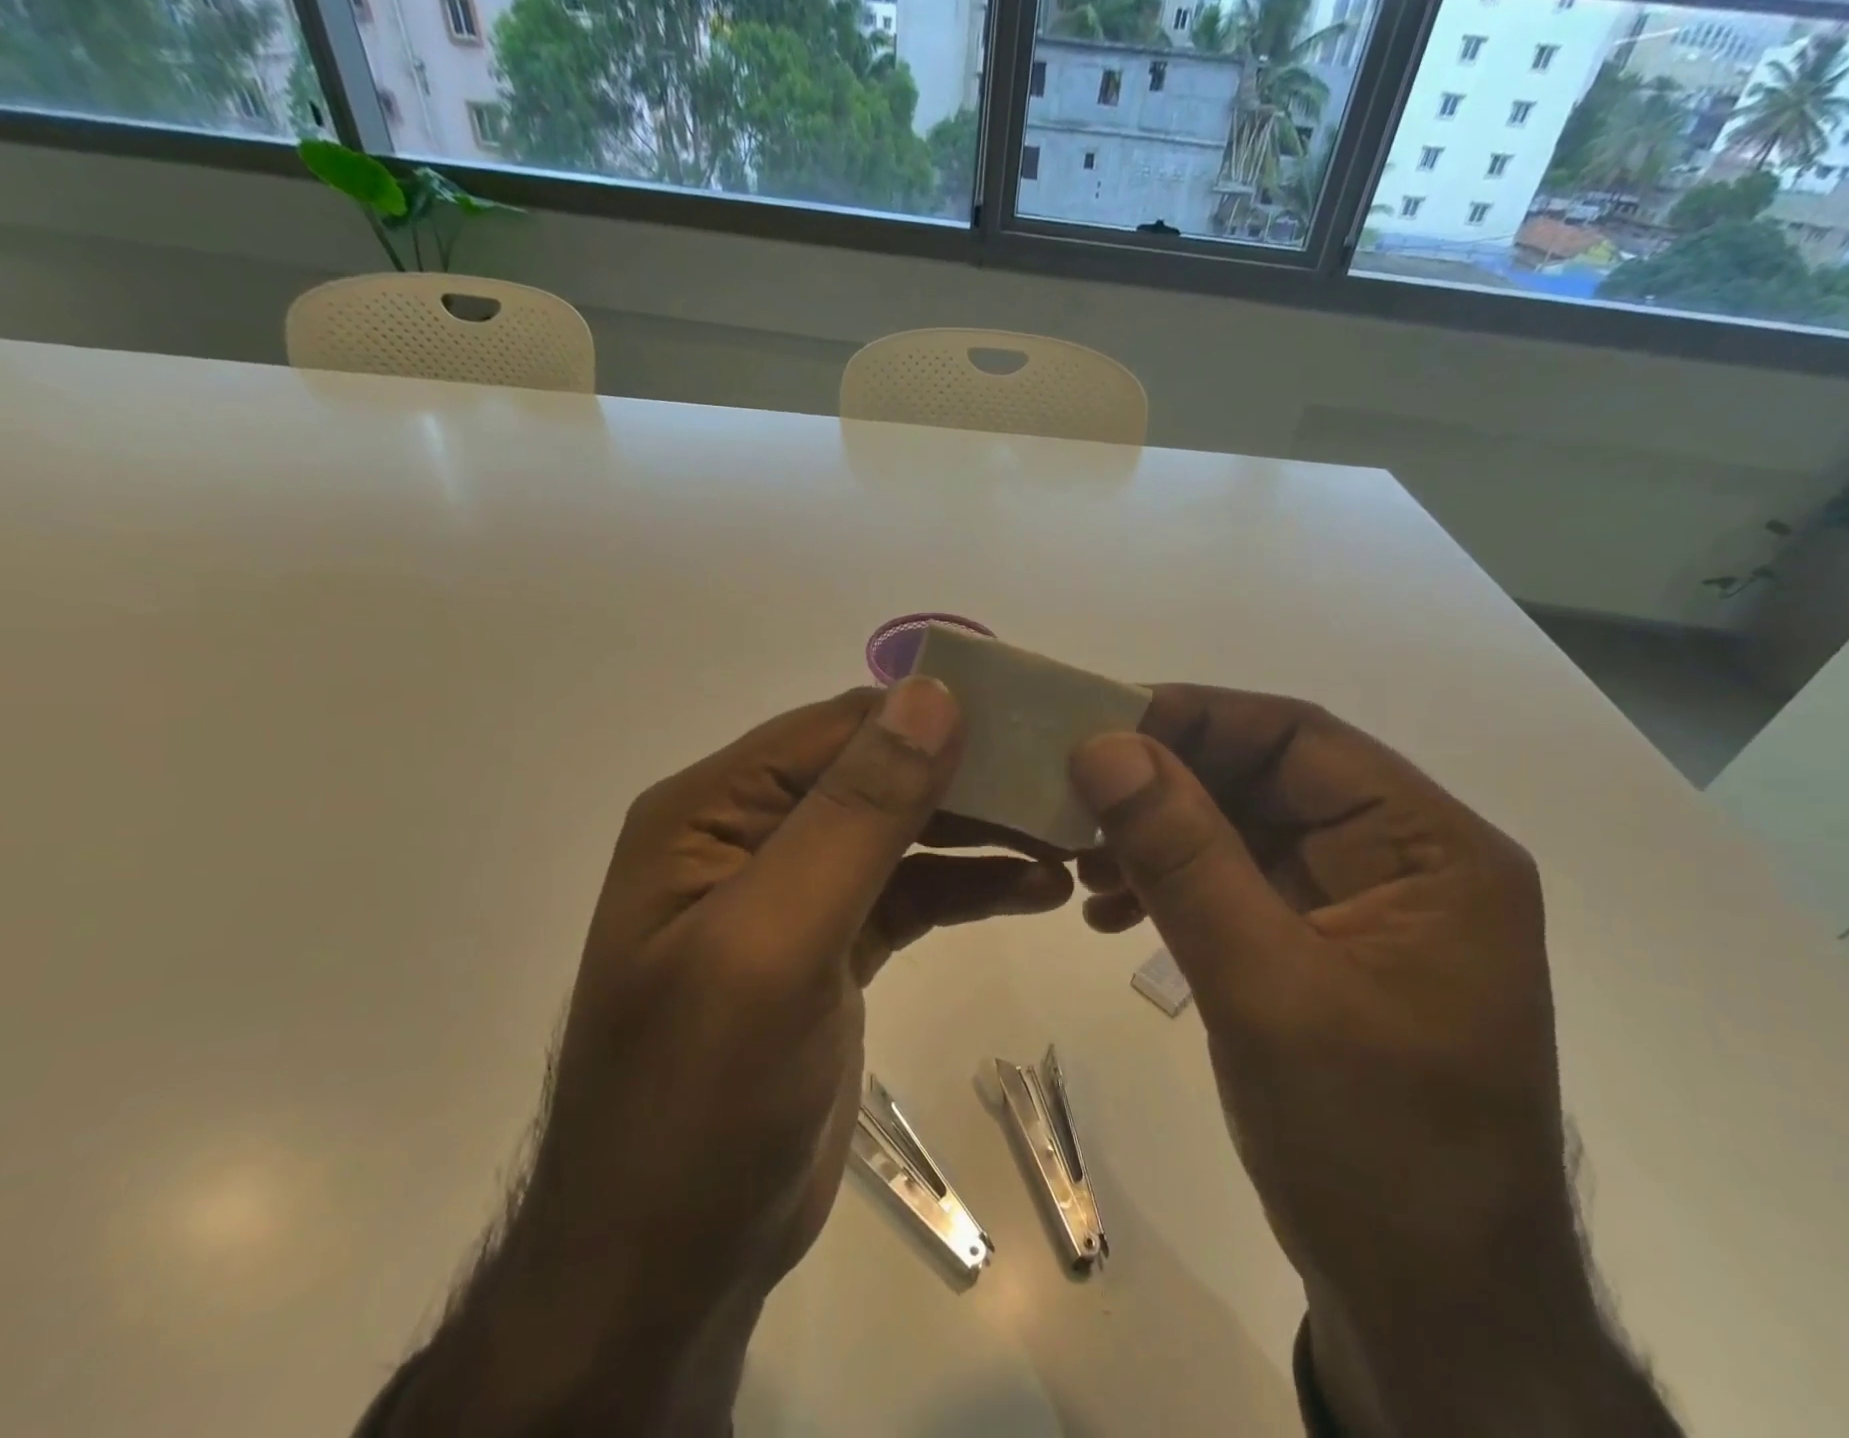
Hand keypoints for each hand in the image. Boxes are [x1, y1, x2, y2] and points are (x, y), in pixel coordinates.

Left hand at [385, 679, 1070, 1436]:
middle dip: (968, 776)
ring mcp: (793, 891)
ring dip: (981, 831)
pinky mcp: (833, 945)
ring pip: (902, 831)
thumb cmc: (703, 1099)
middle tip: (1064, 786)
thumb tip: (932, 694)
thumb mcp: (778, 941)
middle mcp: (747, 833)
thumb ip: (855, 813)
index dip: (932, 717)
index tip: (1031, 723)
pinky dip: (970, 884)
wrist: (670, 1264)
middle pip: (876, 773)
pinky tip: (1037, 889)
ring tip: (1067, 837)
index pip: (838, 729)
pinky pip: (911, 890)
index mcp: (711, 810)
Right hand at [1070, 687, 1679, 1437]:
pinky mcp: (1315, 948)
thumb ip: (1183, 856)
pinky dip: (1169, 886)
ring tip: (1079, 863)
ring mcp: (1355, 906)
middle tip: (1070, 797)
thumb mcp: (1263, 985)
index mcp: (1428, 848)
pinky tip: (1109, 911)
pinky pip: (1231, 885)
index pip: (1299, 737)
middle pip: (1263, 780)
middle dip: (1162, 785)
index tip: (1097, 727)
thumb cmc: (1369, 1146)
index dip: (1195, 719)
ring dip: (1156, 837)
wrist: (1426, 1310)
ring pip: (1237, 830)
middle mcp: (1398, 860)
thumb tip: (1103, 747)